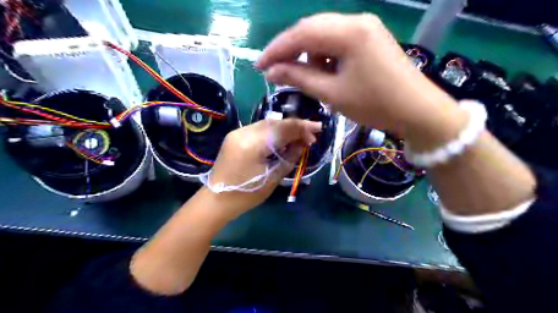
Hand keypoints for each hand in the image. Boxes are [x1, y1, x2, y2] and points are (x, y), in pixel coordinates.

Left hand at [204, 118, 319, 218]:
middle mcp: (243, 132)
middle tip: (310, 135)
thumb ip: (290, 156)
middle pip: (275, 122)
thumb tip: (303, 142)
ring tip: (299, 137)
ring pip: (267, 124)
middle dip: (295, 126)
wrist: (217, 200)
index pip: (282, 128)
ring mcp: (237, 132)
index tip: (318, 129)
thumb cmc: (247, 194)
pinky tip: (282, 139)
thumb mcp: (273, 177)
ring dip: (284, 128)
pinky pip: (259, 129)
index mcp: (252, 144)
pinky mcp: (235, 136)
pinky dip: (273, 132)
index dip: (302, 127)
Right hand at [255, 12, 460, 136]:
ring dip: (308, 54)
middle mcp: (356, 21)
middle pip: (312, 29)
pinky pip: (338, 41)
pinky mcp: (370, 38)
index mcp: (348, 32)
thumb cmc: (374, 104)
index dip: (276, 50)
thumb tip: (272, 71)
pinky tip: (324, 72)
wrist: (418, 111)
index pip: (301, 34)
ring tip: (303, 76)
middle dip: (290, 50)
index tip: (259, 66)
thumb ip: (299, 77)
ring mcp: (366, 27)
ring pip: (324, 35)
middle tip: (274, 70)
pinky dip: (325, 55)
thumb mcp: (332, 93)